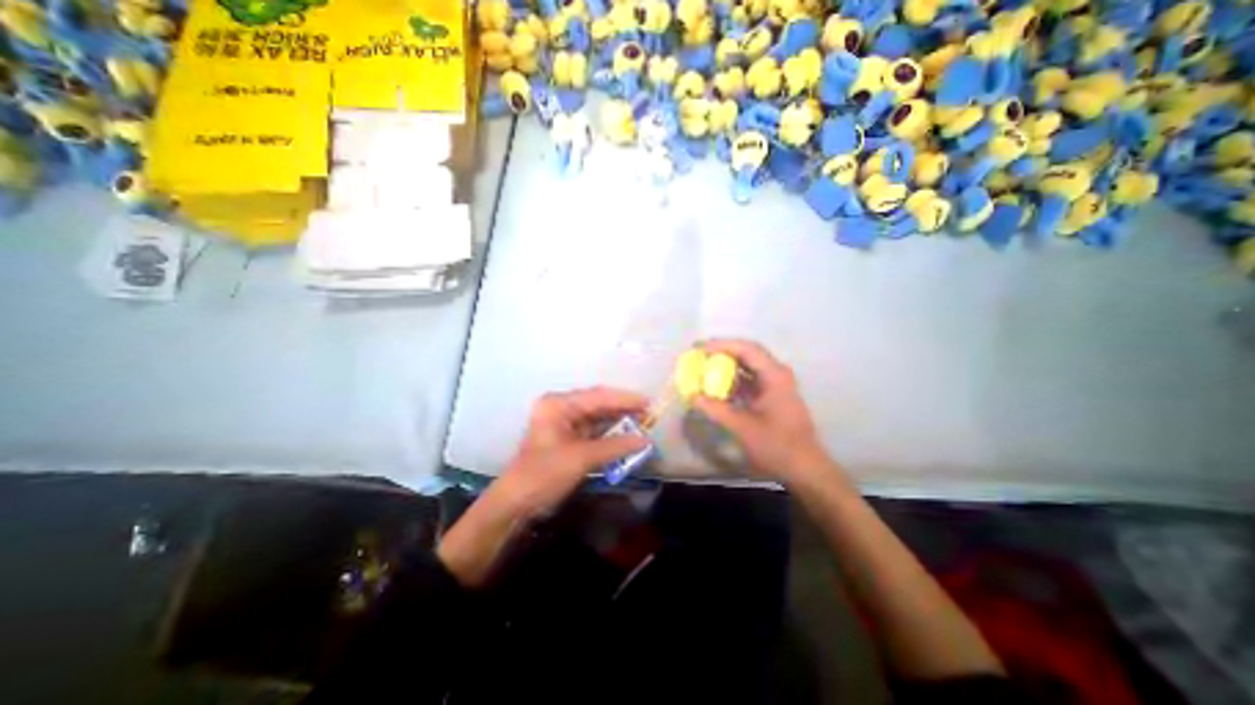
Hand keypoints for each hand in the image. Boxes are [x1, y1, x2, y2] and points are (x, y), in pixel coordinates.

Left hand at [493, 387, 651, 516]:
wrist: (516, 504)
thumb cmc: (544, 475)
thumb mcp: (581, 458)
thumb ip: (615, 447)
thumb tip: (645, 440)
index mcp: (558, 404)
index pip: (598, 396)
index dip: (625, 399)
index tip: (649, 403)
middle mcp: (561, 408)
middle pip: (598, 404)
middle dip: (623, 409)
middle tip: (649, 414)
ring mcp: (564, 423)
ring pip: (597, 417)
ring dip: (618, 422)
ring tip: (643, 424)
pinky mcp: (568, 438)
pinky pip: (594, 431)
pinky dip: (610, 435)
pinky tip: (626, 437)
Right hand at [691, 339, 835, 484]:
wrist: (804, 468)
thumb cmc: (777, 445)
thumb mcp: (743, 427)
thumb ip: (716, 409)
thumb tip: (692, 396)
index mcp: (774, 375)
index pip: (746, 348)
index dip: (721, 345)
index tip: (699, 349)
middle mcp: (776, 374)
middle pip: (746, 353)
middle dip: (721, 353)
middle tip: (698, 355)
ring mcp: (774, 384)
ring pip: (746, 367)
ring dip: (725, 366)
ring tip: (703, 368)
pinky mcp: (770, 395)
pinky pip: (748, 380)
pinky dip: (731, 381)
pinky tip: (716, 387)